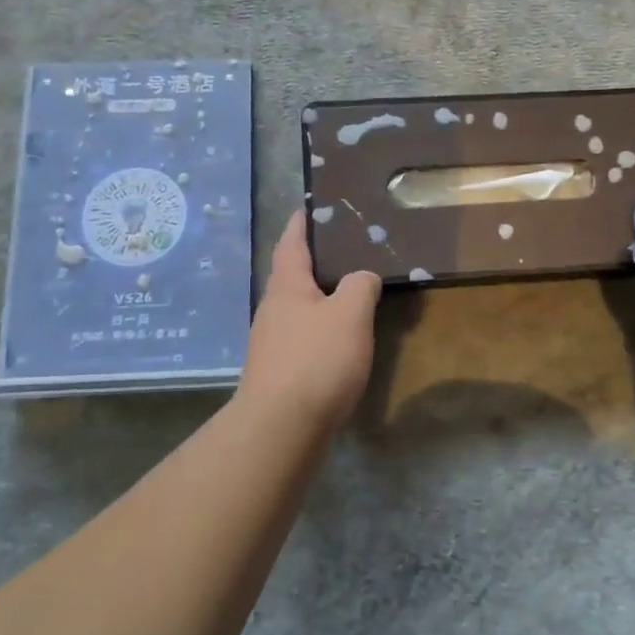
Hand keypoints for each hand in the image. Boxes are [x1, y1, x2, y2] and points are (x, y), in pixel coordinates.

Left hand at [237, 211, 381, 430]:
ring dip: (320, 298)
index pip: (291, 242)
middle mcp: (273, 309)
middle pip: (293, 275)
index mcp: (286, 286)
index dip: (301, 222)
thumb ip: (360, 286)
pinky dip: (321, 329)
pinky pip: (303, 337)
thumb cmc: (316, 360)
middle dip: (316, 262)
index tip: (310, 206)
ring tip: (351, 293)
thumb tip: (363, 277)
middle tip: (348, 250)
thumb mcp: (350, 314)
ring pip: (298, 308)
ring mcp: (272, 342)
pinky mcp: (279, 371)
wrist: (281, 428)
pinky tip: (340, 339)